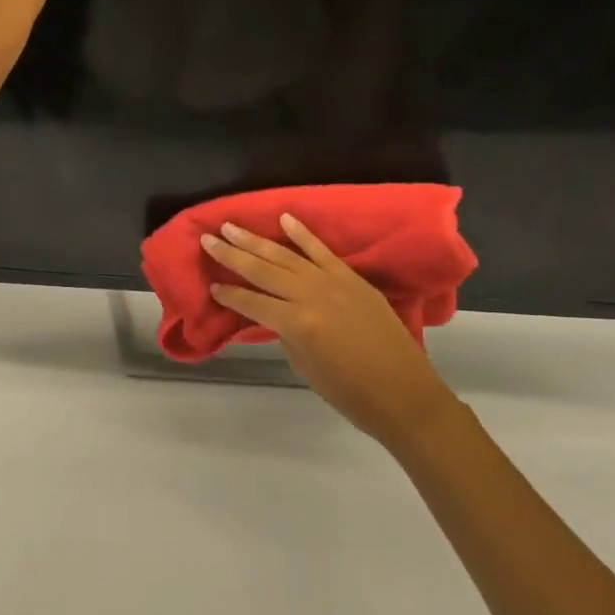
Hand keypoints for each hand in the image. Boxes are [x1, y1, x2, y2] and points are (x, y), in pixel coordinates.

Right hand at [201, 215, 455, 446]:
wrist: (406, 395)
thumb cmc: (351, 394)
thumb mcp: (305, 367)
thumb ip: (287, 333)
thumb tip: (275, 314)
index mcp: (296, 324)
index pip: (252, 302)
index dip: (229, 295)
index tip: (211, 285)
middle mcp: (311, 296)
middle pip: (263, 270)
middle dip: (232, 255)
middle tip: (208, 238)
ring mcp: (334, 283)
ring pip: (286, 255)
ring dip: (256, 240)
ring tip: (231, 226)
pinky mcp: (353, 279)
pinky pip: (322, 251)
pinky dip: (303, 234)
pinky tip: (284, 219)